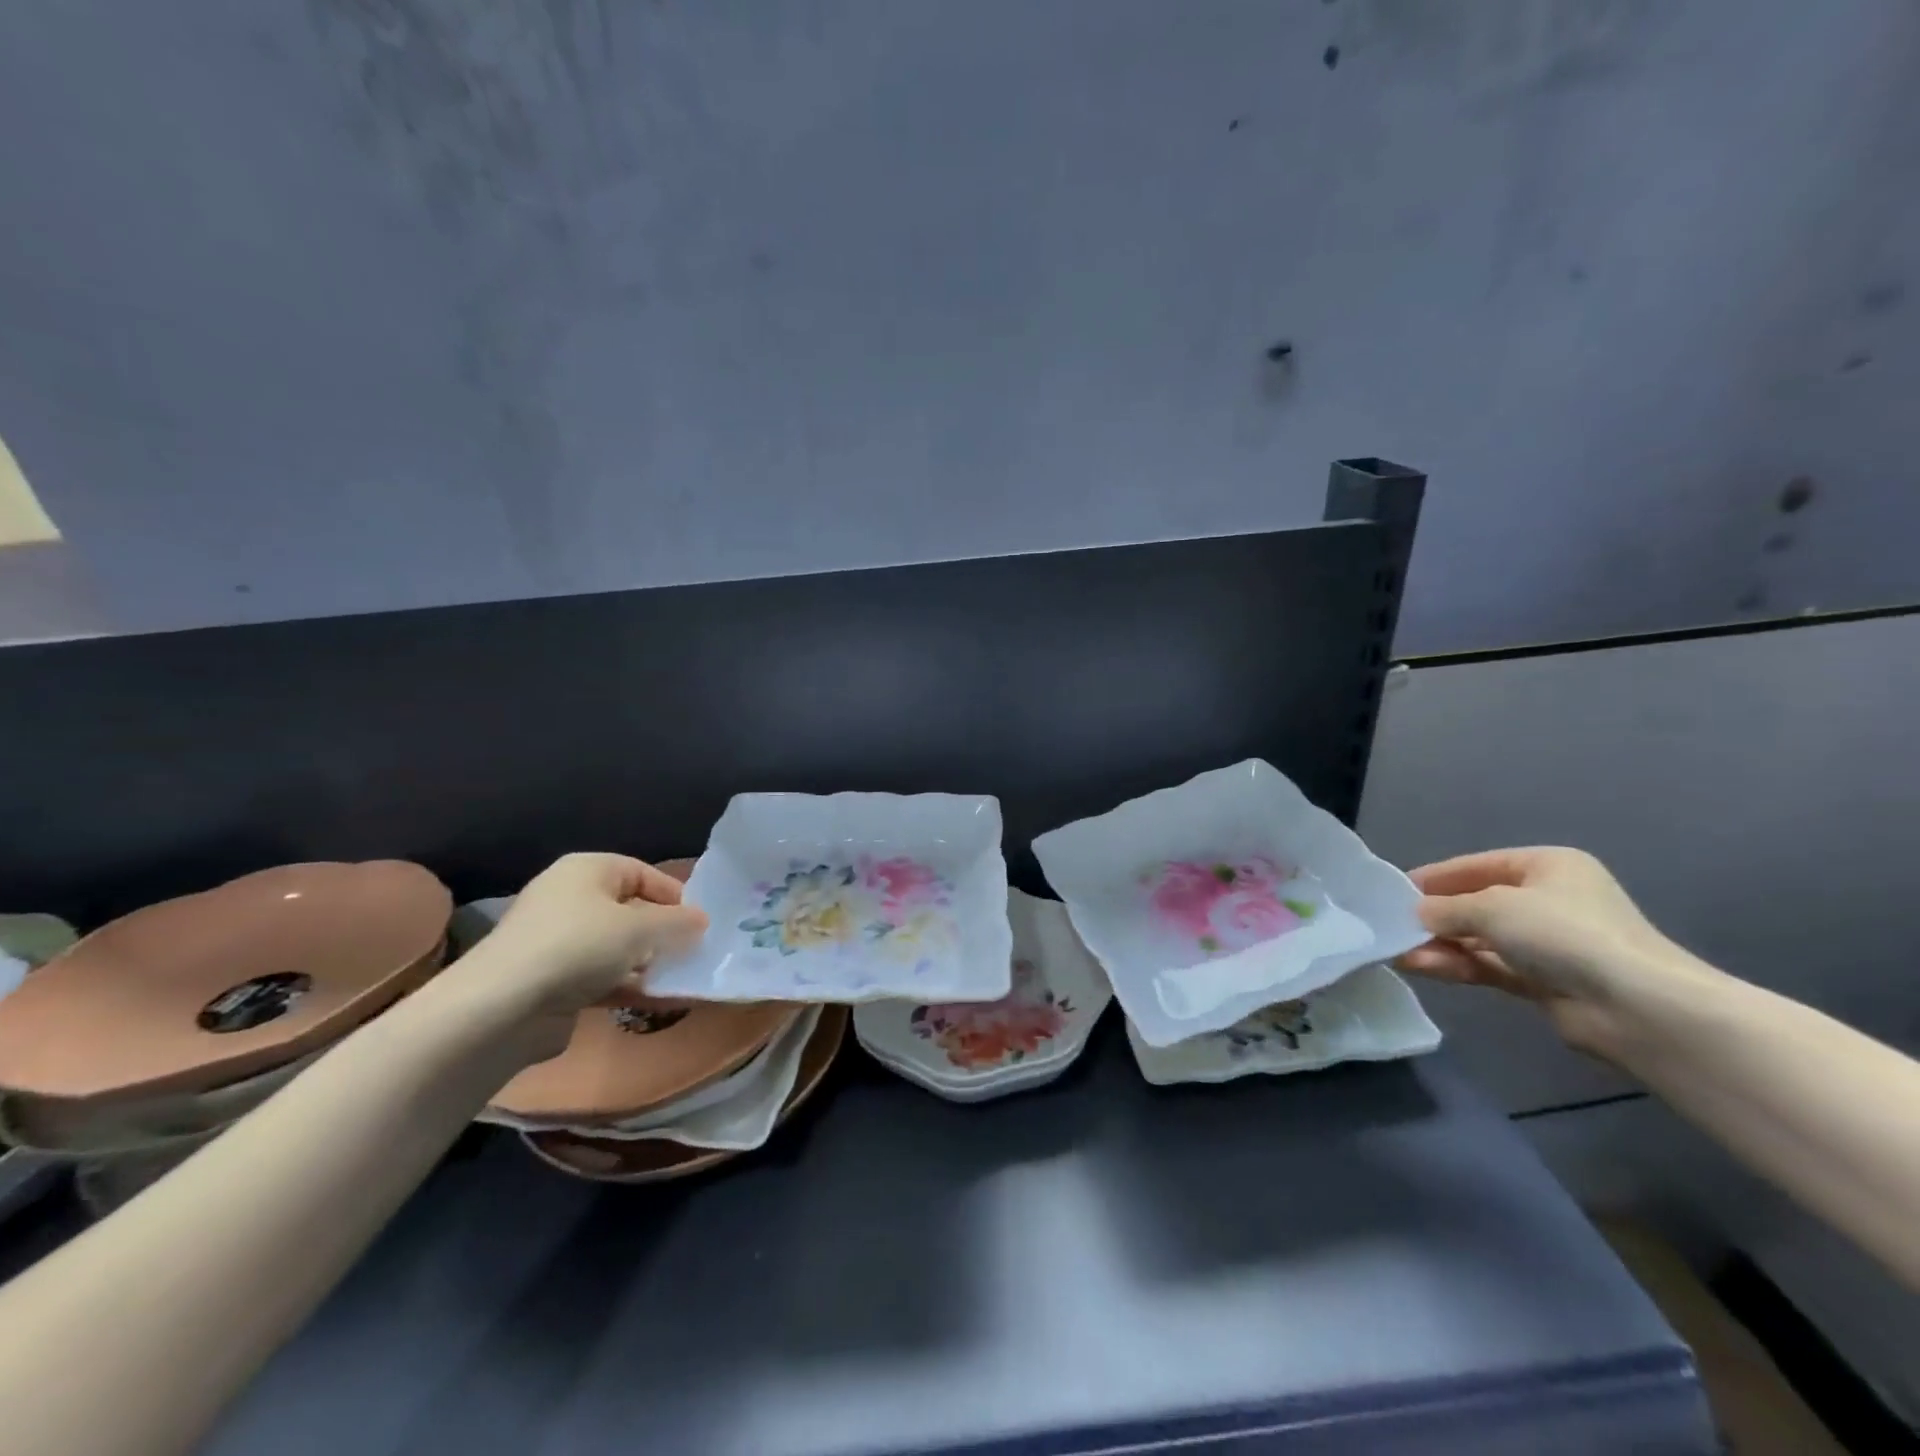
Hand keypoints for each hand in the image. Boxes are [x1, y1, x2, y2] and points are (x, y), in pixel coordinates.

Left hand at [447, 853, 708, 1059]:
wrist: (502, 1009)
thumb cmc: (578, 946)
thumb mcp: (640, 928)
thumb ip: (677, 923)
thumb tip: (701, 919)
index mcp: (586, 871)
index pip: (641, 872)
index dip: (673, 894)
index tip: (699, 921)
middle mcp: (570, 899)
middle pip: (629, 910)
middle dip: (663, 931)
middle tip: (694, 950)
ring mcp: (559, 942)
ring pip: (618, 947)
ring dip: (650, 962)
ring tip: (682, 978)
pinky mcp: (554, 981)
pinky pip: (604, 977)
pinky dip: (630, 985)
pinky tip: (659, 1000)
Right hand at [1397, 847, 1705, 1060]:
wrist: (1636, 1007)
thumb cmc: (1562, 933)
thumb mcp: (1491, 907)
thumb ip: (1445, 908)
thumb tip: (1414, 914)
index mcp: (1547, 866)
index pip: (1477, 865)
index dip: (1435, 877)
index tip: (1393, 891)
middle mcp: (1549, 900)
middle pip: (1477, 903)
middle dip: (1435, 917)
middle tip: (1392, 926)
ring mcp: (1549, 943)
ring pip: (1480, 939)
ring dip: (1441, 945)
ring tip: (1399, 953)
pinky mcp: (1545, 981)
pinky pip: (1490, 966)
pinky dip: (1458, 965)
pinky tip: (1422, 968)